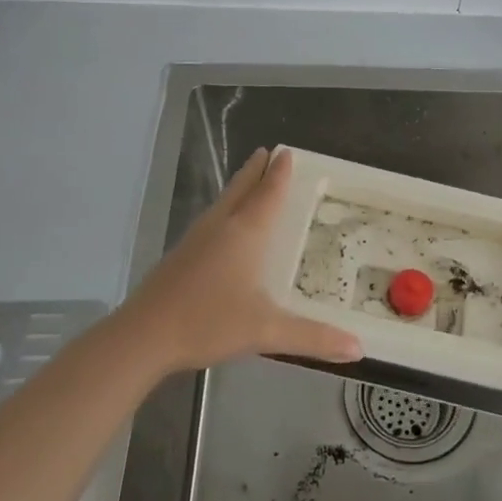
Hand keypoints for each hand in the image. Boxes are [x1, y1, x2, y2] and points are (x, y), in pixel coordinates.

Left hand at [118, 147, 362, 375]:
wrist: (143, 335)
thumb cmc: (208, 322)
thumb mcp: (266, 331)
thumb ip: (313, 337)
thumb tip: (358, 348)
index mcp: (245, 233)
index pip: (268, 193)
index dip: (279, 173)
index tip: (287, 151)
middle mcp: (221, 227)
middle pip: (241, 188)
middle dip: (256, 170)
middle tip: (268, 151)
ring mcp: (196, 239)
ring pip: (223, 202)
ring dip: (238, 186)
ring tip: (249, 179)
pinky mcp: (181, 255)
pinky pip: (211, 219)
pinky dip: (225, 209)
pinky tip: (223, 225)